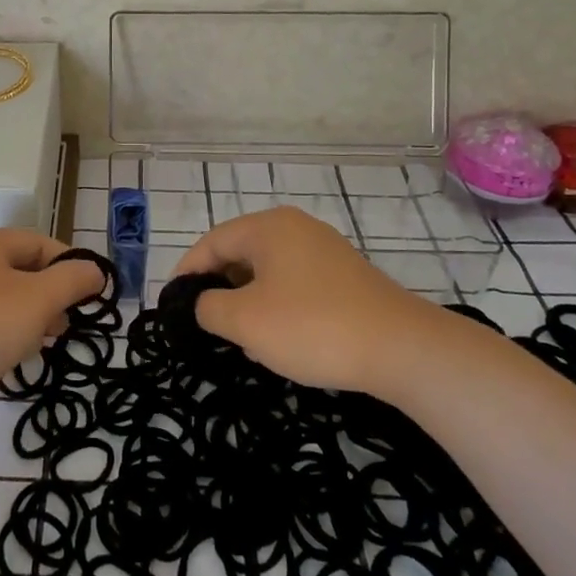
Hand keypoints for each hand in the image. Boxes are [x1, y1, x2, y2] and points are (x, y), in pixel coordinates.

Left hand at [0, 228, 104, 413]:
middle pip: (21, 269)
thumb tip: (95, 270)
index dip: (71, 266)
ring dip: (29, 317)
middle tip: (67, 325)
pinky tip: (12, 358)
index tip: (92, 299)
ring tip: (44, 344)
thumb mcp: (37, 300)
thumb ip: (72, 280)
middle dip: (51, 295)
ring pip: (3, 297)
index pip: (41, 243)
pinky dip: (3, 333)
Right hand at [174, 207, 444, 393]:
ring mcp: (324, 250)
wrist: (401, 348)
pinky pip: (295, 284)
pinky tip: (282, 341)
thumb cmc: (312, 326)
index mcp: (267, 227)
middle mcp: (295, 228)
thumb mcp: (246, 321)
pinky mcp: (345, 276)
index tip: (173, 305)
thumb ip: (208, 308)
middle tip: (208, 326)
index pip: (211, 242)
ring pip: (268, 272)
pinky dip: (278, 307)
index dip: (187, 273)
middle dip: (220, 290)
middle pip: (240, 254)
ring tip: (245, 341)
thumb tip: (203, 304)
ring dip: (249, 303)